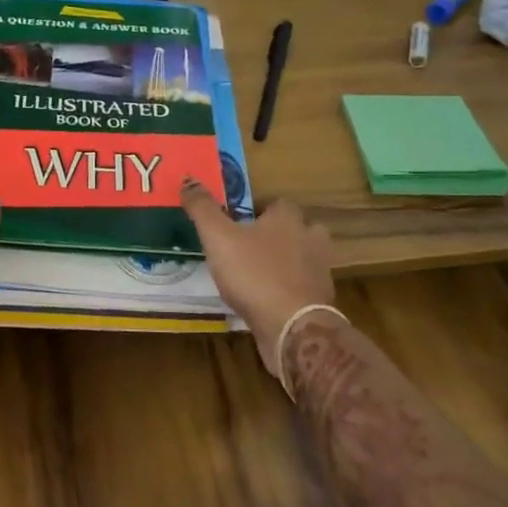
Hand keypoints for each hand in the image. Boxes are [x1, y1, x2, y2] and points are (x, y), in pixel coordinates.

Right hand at [181, 181, 336, 379]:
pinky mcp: (319, 302)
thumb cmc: (254, 274)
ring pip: (302, 258)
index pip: (278, 203)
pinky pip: (301, 287)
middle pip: (297, 228)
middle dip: (277, 234)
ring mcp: (319, 272)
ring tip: (257, 272)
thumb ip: (203, 209)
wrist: (292, 327)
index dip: (259, 209)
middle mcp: (310, 239)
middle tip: (249, 245)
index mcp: (288, 219)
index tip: (238, 219)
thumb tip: (188, 179)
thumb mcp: (218, 237)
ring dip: (285, 262)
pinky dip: (287, 289)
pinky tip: (267, 299)